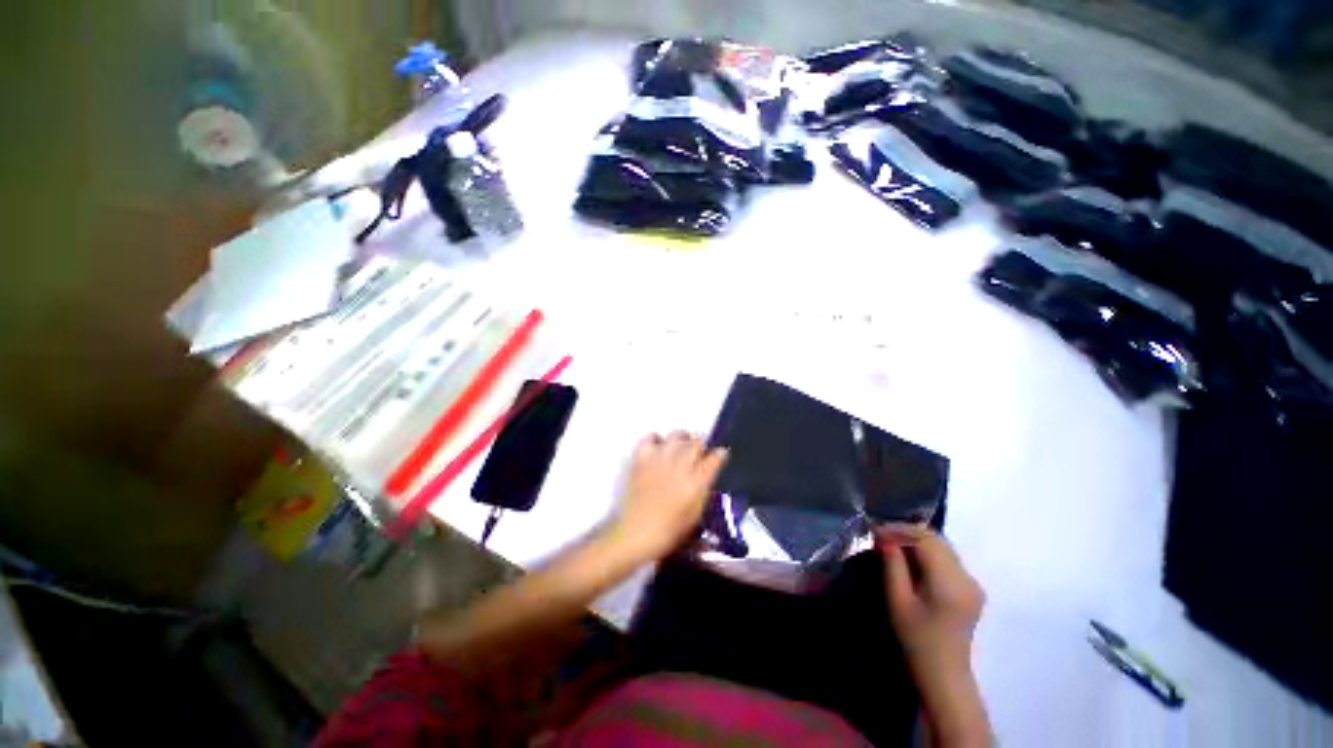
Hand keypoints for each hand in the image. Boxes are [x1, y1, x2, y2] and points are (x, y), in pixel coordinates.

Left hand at [608, 432, 727, 561]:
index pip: (715, 458)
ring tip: (679, 448)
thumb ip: (704, 490)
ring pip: (676, 435)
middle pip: (696, 442)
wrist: (635, 533)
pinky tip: (658, 448)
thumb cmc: (669, 531)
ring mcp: (660, 459)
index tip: (720, 454)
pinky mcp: (641, 458)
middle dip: (700, 446)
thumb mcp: (695, 514)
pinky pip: (650, 437)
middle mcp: (680, 466)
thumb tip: (708, 475)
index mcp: (696, 483)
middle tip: (697, 454)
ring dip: (681, 440)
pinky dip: (656, 439)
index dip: (720, 454)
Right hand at [878, 525, 989, 745]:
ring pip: (942, 545)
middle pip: (937, 539)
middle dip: (906, 531)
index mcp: (950, 584)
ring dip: (916, 539)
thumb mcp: (898, 602)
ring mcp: (972, 582)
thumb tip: (884, 537)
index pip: (925, 540)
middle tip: (881, 535)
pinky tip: (909, 558)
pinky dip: (926, 550)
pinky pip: (947, 557)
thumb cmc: (916, 640)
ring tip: (891, 543)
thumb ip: (893, 566)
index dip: (899, 530)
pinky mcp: (971, 587)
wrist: (944, 674)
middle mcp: (966, 578)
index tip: (875, 531)